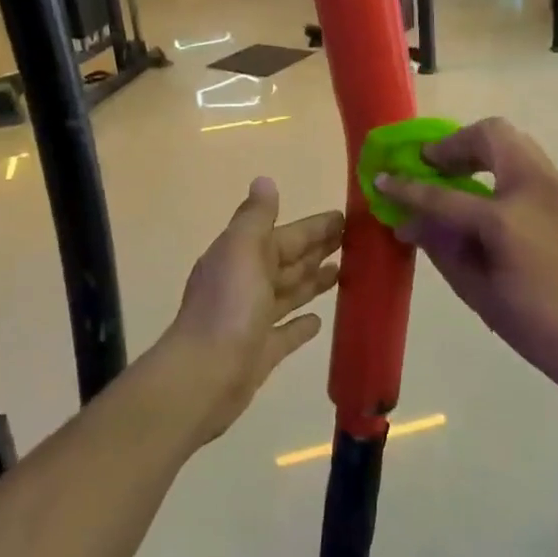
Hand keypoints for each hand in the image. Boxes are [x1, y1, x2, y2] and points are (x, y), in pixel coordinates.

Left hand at [156, 179, 343, 444]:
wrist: (204, 376)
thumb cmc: (228, 307)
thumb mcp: (242, 250)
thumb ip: (256, 217)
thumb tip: (264, 180)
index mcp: (241, 256)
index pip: (285, 235)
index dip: (314, 227)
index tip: (346, 218)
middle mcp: (245, 283)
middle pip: (287, 261)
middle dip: (316, 250)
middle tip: (354, 242)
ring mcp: (252, 319)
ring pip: (288, 293)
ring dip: (312, 281)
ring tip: (343, 272)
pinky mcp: (260, 352)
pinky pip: (285, 333)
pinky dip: (300, 324)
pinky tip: (319, 321)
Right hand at [376, 118, 557, 384]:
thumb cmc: (539, 328)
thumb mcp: (479, 294)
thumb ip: (442, 249)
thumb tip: (410, 224)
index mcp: (506, 220)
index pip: (442, 194)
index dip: (407, 187)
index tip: (382, 177)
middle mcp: (535, 190)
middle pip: (492, 135)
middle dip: (455, 144)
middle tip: (433, 165)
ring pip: (517, 143)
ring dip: (482, 150)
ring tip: (460, 177)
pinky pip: (532, 165)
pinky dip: (504, 168)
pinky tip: (492, 199)